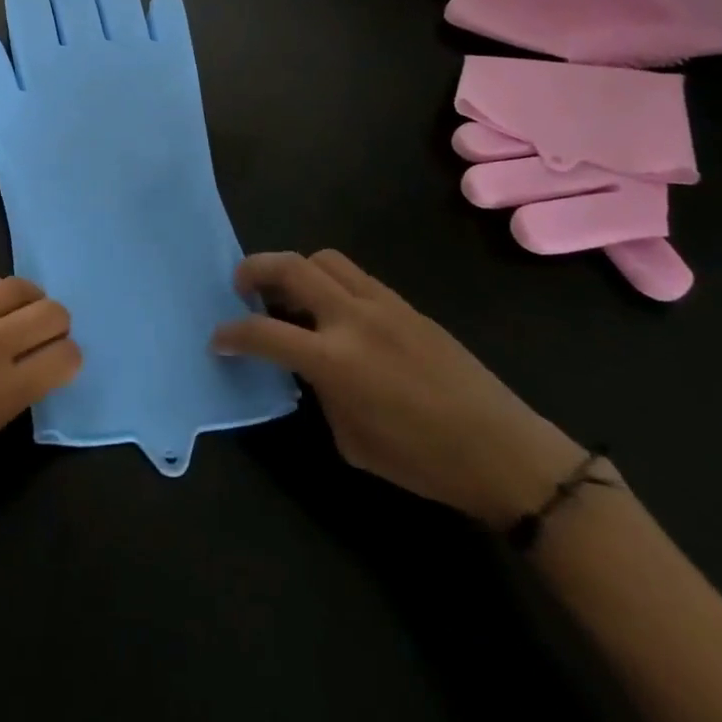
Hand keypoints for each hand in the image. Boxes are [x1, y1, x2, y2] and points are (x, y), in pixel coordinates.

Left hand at [0, 276, 80, 523]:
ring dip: (29, 302)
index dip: (70, 362)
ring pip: (19, 286)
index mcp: (2, 391)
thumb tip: (10, 386)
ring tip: (18, 318)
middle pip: (52, 312)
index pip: (65, 357)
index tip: (60, 369)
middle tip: (44, 341)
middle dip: (58, 327)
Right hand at [211, 251, 585, 525]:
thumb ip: (319, 393)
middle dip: (254, 269)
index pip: (264, 331)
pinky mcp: (405, 304)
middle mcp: (353, 319)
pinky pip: (355, 276)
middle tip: (240, 286)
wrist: (504, 452)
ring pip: (323, 259)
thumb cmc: (423, 461)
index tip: (218, 339)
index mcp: (335, 361)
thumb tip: (307, 369)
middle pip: (290, 268)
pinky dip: (329, 282)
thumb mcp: (351, 440)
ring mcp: (383, 304)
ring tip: (288, 295)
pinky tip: (333, 311)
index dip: (232, 333)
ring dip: (295, 269)